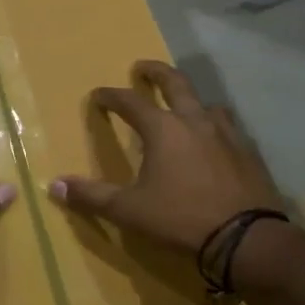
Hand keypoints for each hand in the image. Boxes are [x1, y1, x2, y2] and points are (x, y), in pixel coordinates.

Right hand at [49, 60, 285, 251]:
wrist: (246, 238)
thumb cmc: (181, 218)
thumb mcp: (129, 210)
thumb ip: (92, 196)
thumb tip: (55, 185)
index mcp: (163, 130)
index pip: (130, 102)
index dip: (111, 96)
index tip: (99, 95)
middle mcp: (195, 121)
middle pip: (175, 84)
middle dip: (156, 72)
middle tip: (142, 67)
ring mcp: (227, 134)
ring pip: (207, 104)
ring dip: (191, 100)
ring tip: (184, 107)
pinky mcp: (248, 153)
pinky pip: (229, 129)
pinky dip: (215, 127)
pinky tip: (215, 143)